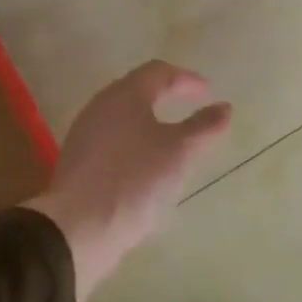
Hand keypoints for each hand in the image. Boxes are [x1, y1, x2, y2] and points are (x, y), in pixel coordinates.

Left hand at [25, 61, 231, 301]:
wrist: (77, 229)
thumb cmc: (135, 179)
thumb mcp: (180, 152)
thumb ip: (204, 126)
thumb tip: (224, 107)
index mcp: (125, 95)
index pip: (159, 72)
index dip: (187, 79)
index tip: (209, 93)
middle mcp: (100, 107)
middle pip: (137, 91)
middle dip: (166, 96)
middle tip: (191, 108)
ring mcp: (85, 135)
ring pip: (123, 117)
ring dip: (150, 122)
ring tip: (173, 140)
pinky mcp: (79, 163)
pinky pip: (113, 142)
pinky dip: (136, 144)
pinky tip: (147, 166)